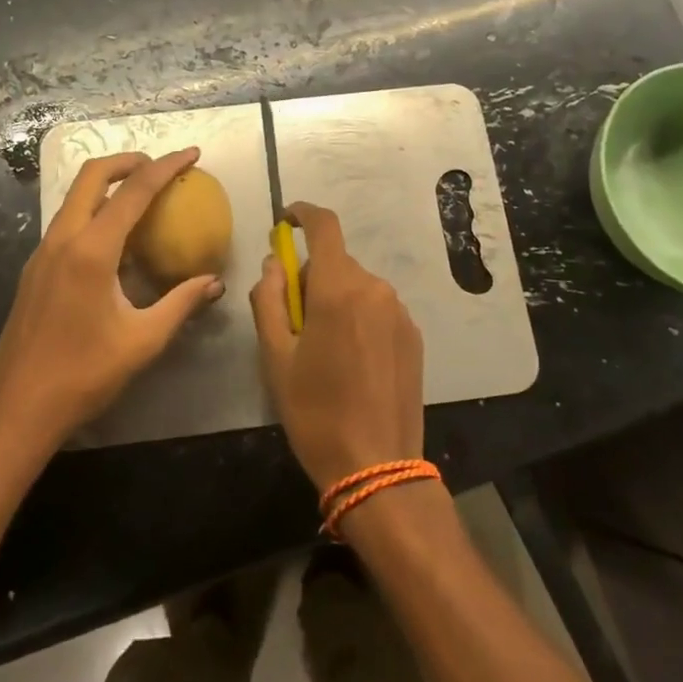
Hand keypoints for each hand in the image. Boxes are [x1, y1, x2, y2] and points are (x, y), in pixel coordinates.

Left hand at [0, 148, 223, 452]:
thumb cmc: (83, 375)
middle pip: (92, 175)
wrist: (15, 410)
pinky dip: (95, 210)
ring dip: (108, 184)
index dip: (166, 167)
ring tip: (143, 197)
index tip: (192, 153)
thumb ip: (181, 303)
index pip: (134, 192)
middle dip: (128, 161)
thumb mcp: (143, 341)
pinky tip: (116, 240)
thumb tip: (215, 282)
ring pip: (75, 196)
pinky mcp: (35, 269)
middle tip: (161, 167)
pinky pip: (68, 222)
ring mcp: (43, 253)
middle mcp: (62, 240)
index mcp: (91, 251)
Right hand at [251, 202, 424, 491]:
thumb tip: (273, 263)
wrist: (377, 467)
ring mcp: (399, 312)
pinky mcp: (413, 335)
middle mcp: (375, 288)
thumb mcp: (276, 357)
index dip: (302, 214)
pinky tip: (352, 362)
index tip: (284, 221)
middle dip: (310, 277)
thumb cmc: (315, 412)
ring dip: (335, 299)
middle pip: (336, 262)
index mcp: (338, 288)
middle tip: (292, 321)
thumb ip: (269, 299)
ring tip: (322, 350)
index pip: (324, 226)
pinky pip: (377, 309)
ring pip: (356, 286)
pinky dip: (358, 318)